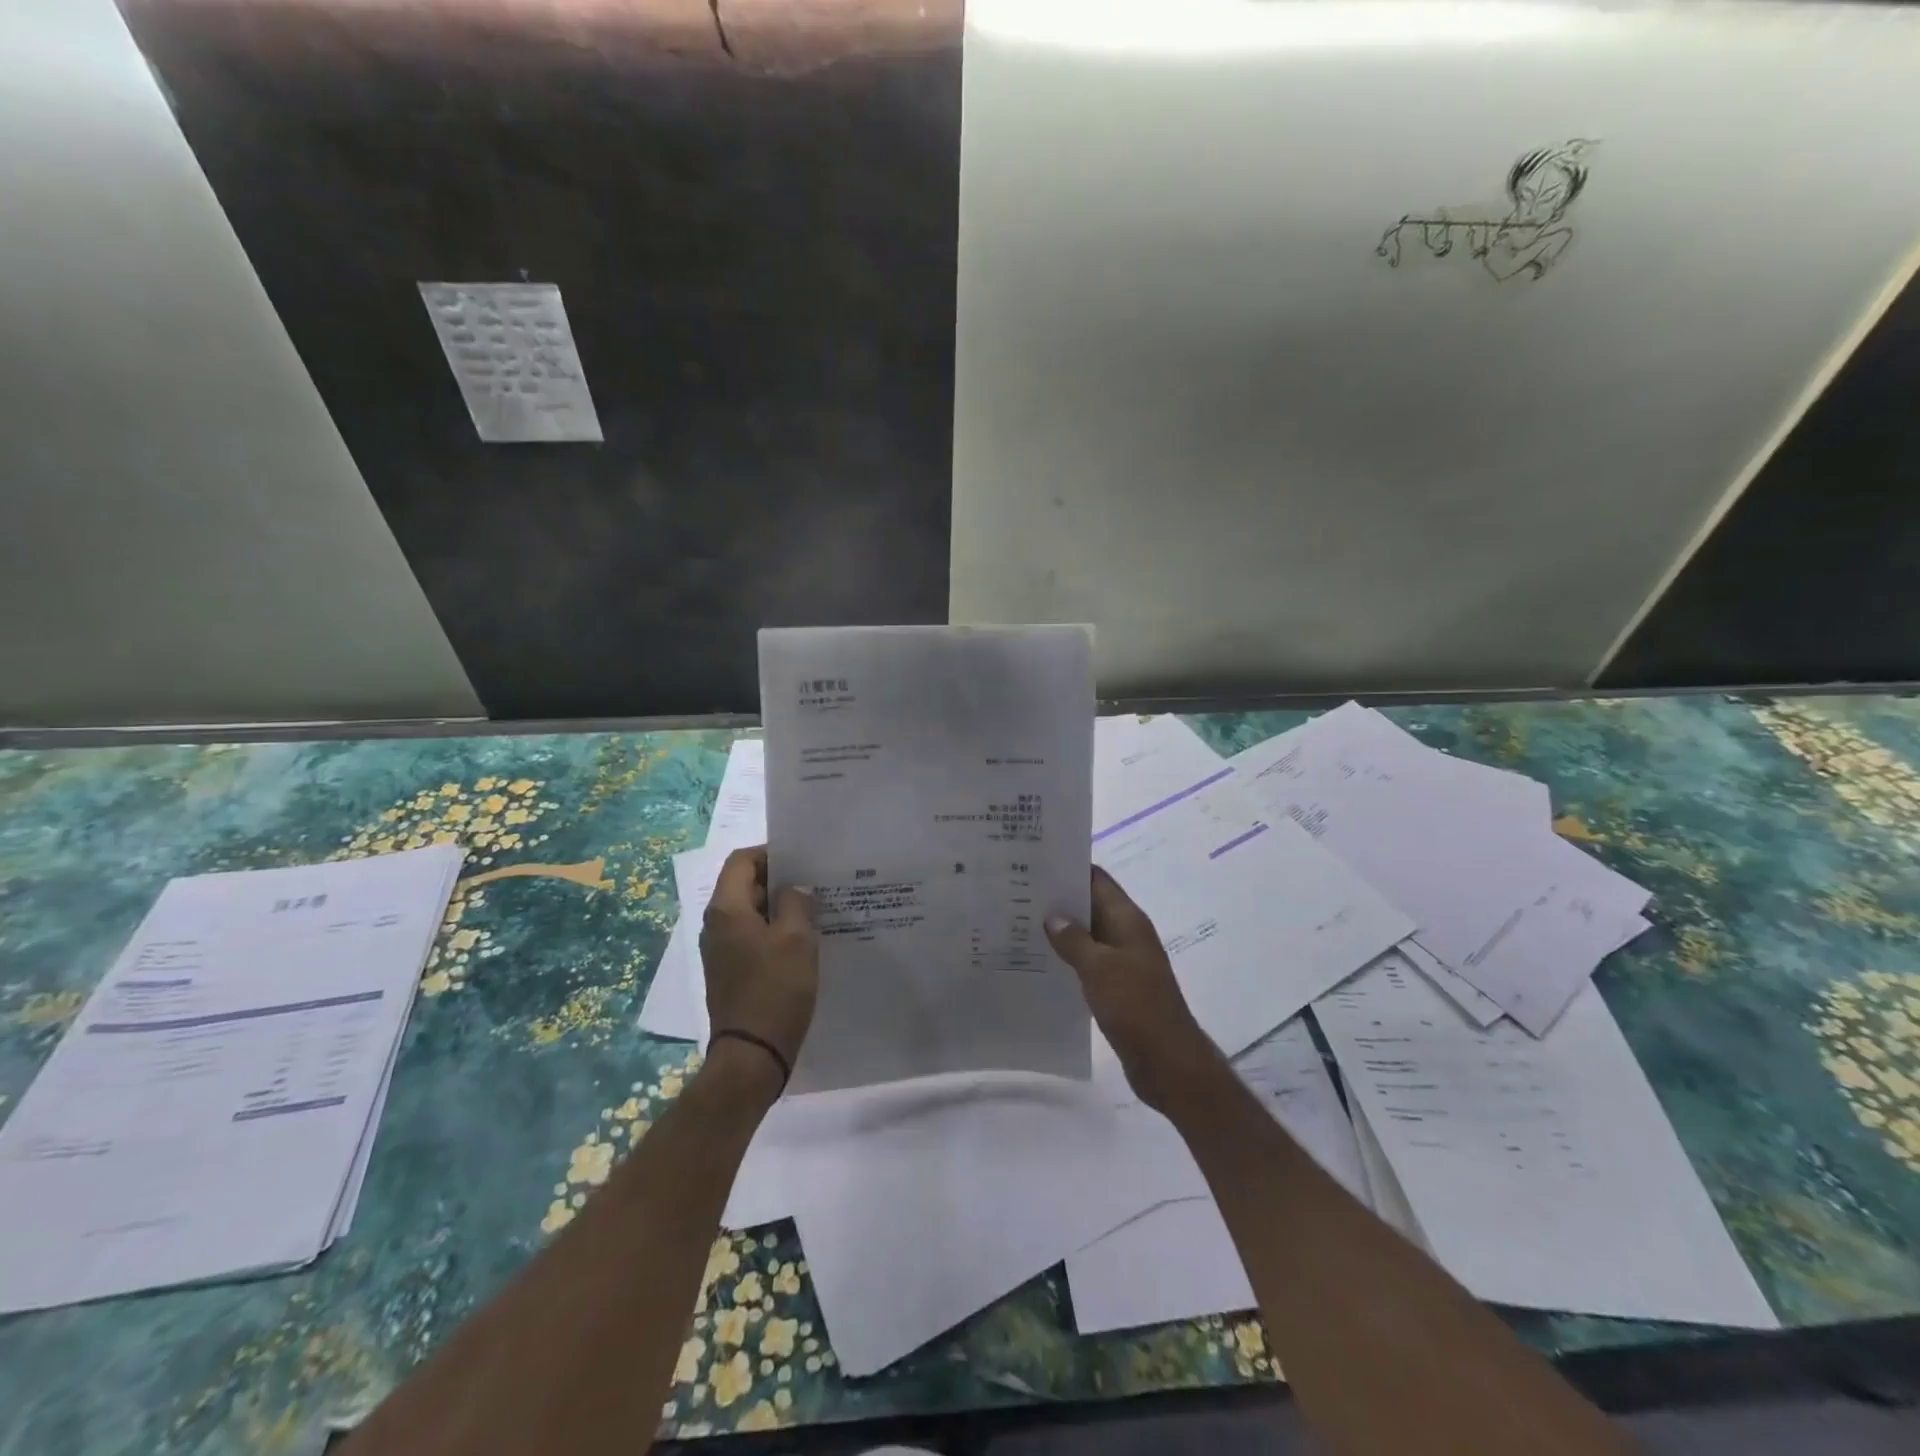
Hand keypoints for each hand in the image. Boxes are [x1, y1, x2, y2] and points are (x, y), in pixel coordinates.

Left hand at [700, 847, 817, 1081]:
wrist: (752, 1055)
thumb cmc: (775, 989)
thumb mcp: (797, 939)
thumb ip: (797, 902)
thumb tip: (795, 889)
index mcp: (726, 909)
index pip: (741, 860)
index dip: (770, 853)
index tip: (802, 859)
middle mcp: (716, 925)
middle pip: (744, 885)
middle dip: (779, 880)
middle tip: (815, 882)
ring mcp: (720, 951)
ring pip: (750, 913)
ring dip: (779, 908)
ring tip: (815, 909)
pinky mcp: (730, 972)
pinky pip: (752, 937)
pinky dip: (774, 931)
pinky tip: (803, 941)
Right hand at [1046, 867, 1221, 1113]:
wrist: (1168, 1061)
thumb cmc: (1136, 1006)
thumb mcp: (1099, 968)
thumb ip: (1073, 939)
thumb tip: (1052, 916)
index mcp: (1128, 921)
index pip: (1098, 880)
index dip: (1070, 868)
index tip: (1036, 862)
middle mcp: (1127, 935)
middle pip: (1092, 905)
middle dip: (1060, 898)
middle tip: (1019, 892)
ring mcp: (1125, 962)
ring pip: (1089, 935)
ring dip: (1063, 929)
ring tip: (1022, 923)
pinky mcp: (1119, 987)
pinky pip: (1091, 962)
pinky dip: (1070, 957)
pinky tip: (1043, 961)